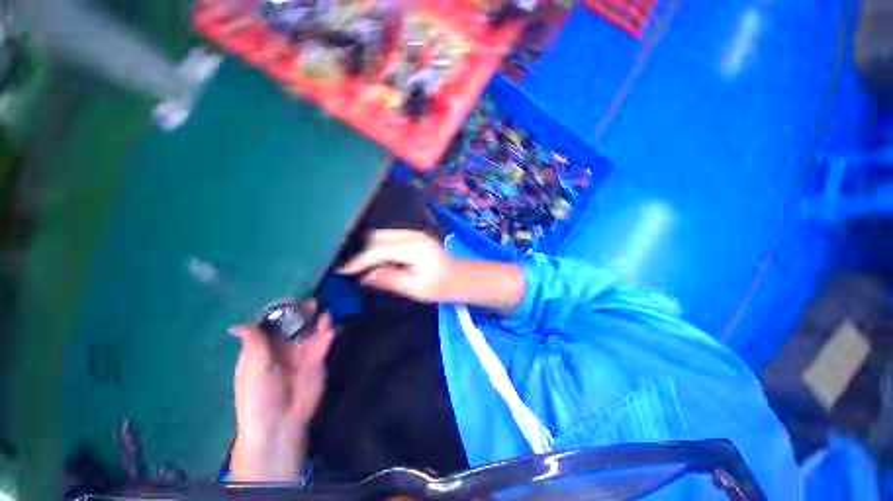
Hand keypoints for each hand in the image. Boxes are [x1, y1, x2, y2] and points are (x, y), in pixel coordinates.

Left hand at [229, 301, 334, 481]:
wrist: (280, 423)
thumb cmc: (258, 395)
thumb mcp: (252, 368)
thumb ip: (254, 343)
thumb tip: (238, 325)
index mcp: (263, 348)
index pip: (272, 324)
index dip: (281, 311)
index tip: (291, 301)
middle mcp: (284, 347)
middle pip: (296, 324)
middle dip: (304, 313)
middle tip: (314, 304)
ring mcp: (302, 354)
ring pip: (312, 331)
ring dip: (319, 322)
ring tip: (325, 315)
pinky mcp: (318, 361)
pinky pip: (324, 343)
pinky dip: (328, 335)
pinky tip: (330, 330)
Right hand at [338, 229, 455, 302]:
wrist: (458, 278)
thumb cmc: (440, 287)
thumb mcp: (416, 288)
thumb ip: (390, 280)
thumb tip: (365, 276)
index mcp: (415, 248)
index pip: (380, 249)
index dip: (360, 260)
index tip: (343, 271)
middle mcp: (413, 235)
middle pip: (378, 237)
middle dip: (363, 253)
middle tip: (353, 271)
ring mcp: (414, 233)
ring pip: (382, 235)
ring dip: (370, 249)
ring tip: (362, 267)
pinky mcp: (413, 236)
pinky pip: (389, 238)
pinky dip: (379, 248)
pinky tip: (377, 261)